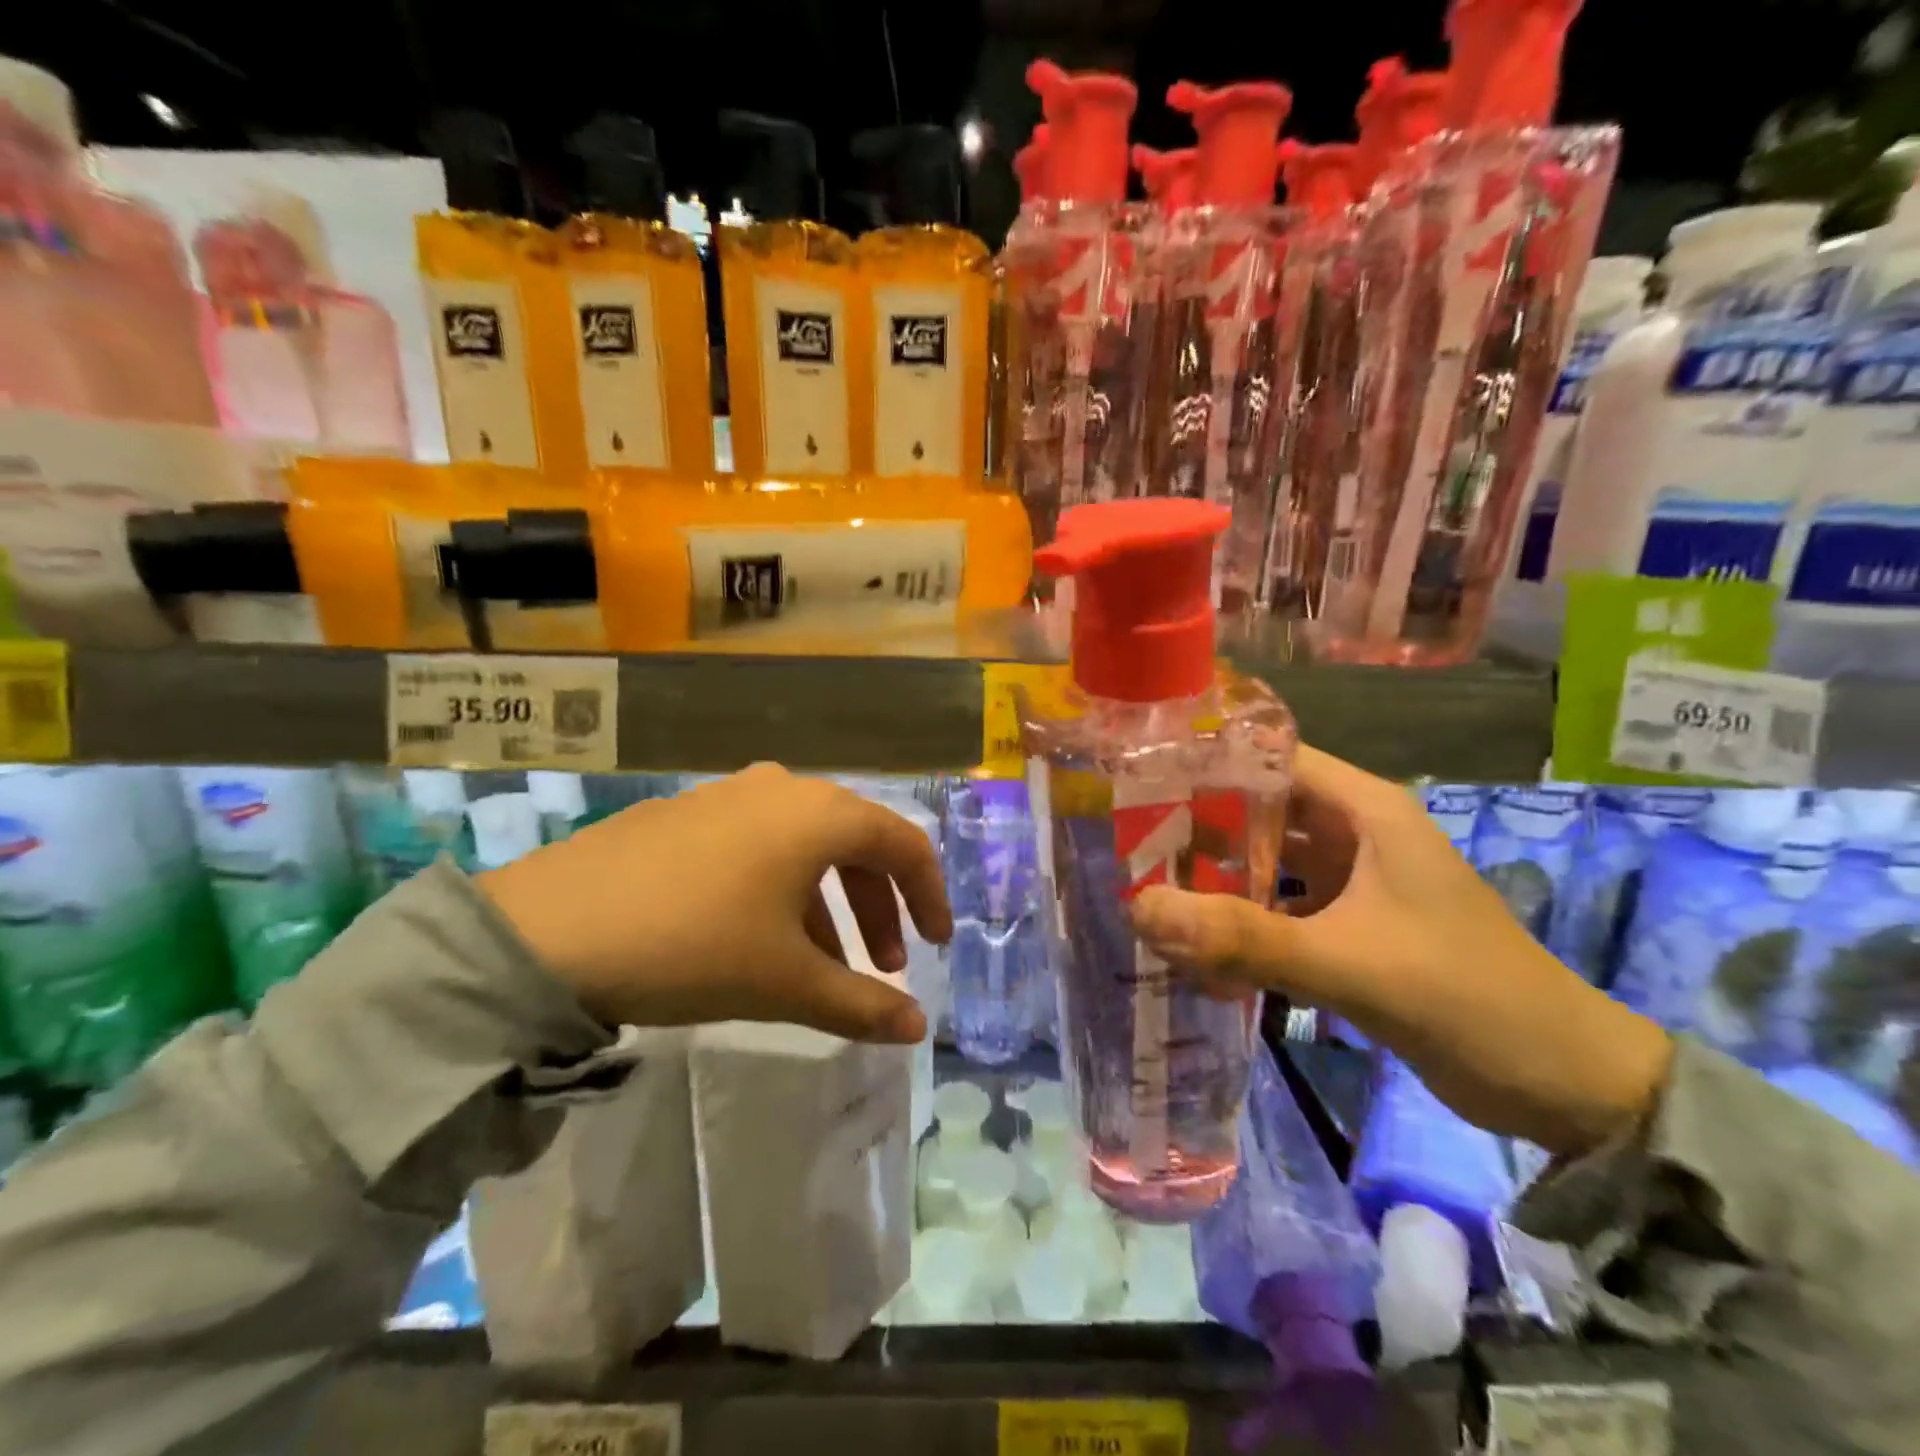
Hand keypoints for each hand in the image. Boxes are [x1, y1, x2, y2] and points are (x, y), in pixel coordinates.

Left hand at [478, 764, 950, 1043]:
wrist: (548, 931)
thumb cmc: (693, 945)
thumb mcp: (785, 981)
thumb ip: (861, 1004)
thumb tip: (917, 1030)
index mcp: (820, 814)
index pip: (904, 844)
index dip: (931, 895)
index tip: (938, 945)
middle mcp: (782, 789)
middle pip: (856, 843)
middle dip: (879, 906)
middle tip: (883, 965)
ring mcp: (729, 795)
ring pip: (806, 846)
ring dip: (830, 902)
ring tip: (823, 965)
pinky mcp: (687, 813)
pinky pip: (759, 845)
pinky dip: (782, 889)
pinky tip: (760, 937)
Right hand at [1132, 745, 1672, 1156]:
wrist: (1563, 1086)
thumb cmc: (1467, 998)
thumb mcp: (1352, 963)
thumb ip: (1246, 937)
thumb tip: (1140, 909)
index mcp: (1365, 810)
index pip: (1270, 759)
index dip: (1206, 762)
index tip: (1138, 780)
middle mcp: (1353, 833)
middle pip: (1258, 810)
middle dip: (1195, 825)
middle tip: (1126, 842)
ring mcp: (1350, 882)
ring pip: (1265, 861)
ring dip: (1213, 876)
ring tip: (1144, 884)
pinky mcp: (1348, 926)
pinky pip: (1278, 908)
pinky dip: (1239, 919)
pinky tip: (1193, 939)